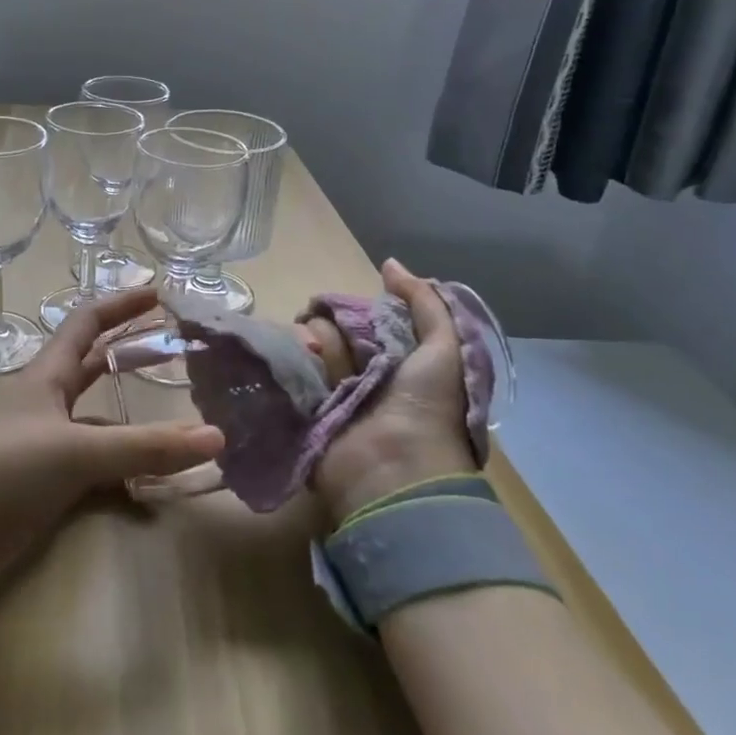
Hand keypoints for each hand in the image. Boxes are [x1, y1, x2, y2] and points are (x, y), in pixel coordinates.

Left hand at [0, 288, 224, 589]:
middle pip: (94, 367)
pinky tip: (152, 494)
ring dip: (135, 425)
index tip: (159, 294)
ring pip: (100, 424)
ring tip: (182, 428)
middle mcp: (46, 402)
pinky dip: (123, 477)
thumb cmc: (2, 469)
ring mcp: (44, 444)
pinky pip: (94, 471)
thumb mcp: (75, 451)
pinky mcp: (43, 484)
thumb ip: (144, 447)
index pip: (86, 323)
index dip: (121, 305)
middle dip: (133, 355)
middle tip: (178, 350)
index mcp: (46, 376)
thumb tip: (216, 437)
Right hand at [310, 259, 476, 527]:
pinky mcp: (306, 412)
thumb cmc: (426, 407)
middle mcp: (363, 375)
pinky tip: (294, 359)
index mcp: (397, 361)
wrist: (394, 470)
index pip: (364, 320)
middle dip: (327, 324)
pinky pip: (292, 375)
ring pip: (310, 349)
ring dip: (312, 345)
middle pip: (333, 331)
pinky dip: (291, 364)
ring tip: (312, 352)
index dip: (353, 309)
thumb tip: (389, 264)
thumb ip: (424, 303)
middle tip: (321, 331)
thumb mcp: (444, 349)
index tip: (340, 306)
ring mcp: (332, 395)